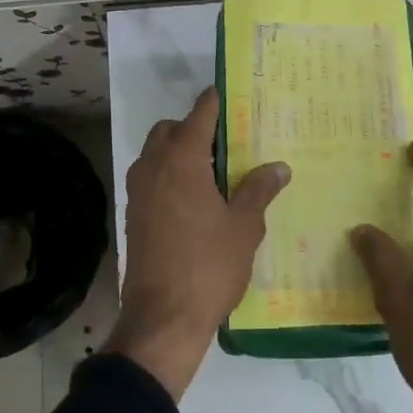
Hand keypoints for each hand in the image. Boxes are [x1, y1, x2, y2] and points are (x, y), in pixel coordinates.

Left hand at [108, 87, 289, 398]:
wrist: (163, 318)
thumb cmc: (209, 265)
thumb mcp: (244, 226)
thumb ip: (259, 190)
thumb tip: (279, 166)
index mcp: (181, 159)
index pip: (199, 115)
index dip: (215, 102)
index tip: (229, 94)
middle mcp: (153, 166)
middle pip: (170, 130)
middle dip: (194, 128)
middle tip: (226, 145)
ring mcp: (138, 192)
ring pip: (156, 155)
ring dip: (179, 152)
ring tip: (213, 173)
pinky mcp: (133, 215)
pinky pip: (151, 180)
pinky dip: (169, 176)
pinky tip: (195, 200)